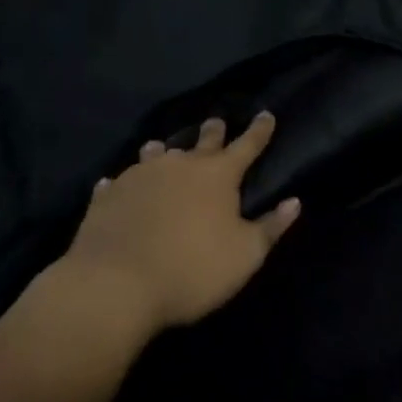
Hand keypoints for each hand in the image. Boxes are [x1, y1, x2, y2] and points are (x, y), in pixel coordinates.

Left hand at [56, 114, 300, 334]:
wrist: (113, 287)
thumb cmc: (191, 270)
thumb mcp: (245, 256)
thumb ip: (271, 227)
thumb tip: (294, 202)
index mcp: (218, 175)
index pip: (247, 145)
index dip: (259, 130)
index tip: (266, 114)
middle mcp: (180, 165)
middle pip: (202, 142)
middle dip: (213, 132)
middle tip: (216, 122)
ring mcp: (140, 177)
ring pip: (156, 154)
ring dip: (164, 151)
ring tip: (163, 147)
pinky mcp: (107, 197)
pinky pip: (118, 182)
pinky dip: (123, 182)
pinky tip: (114, 184)